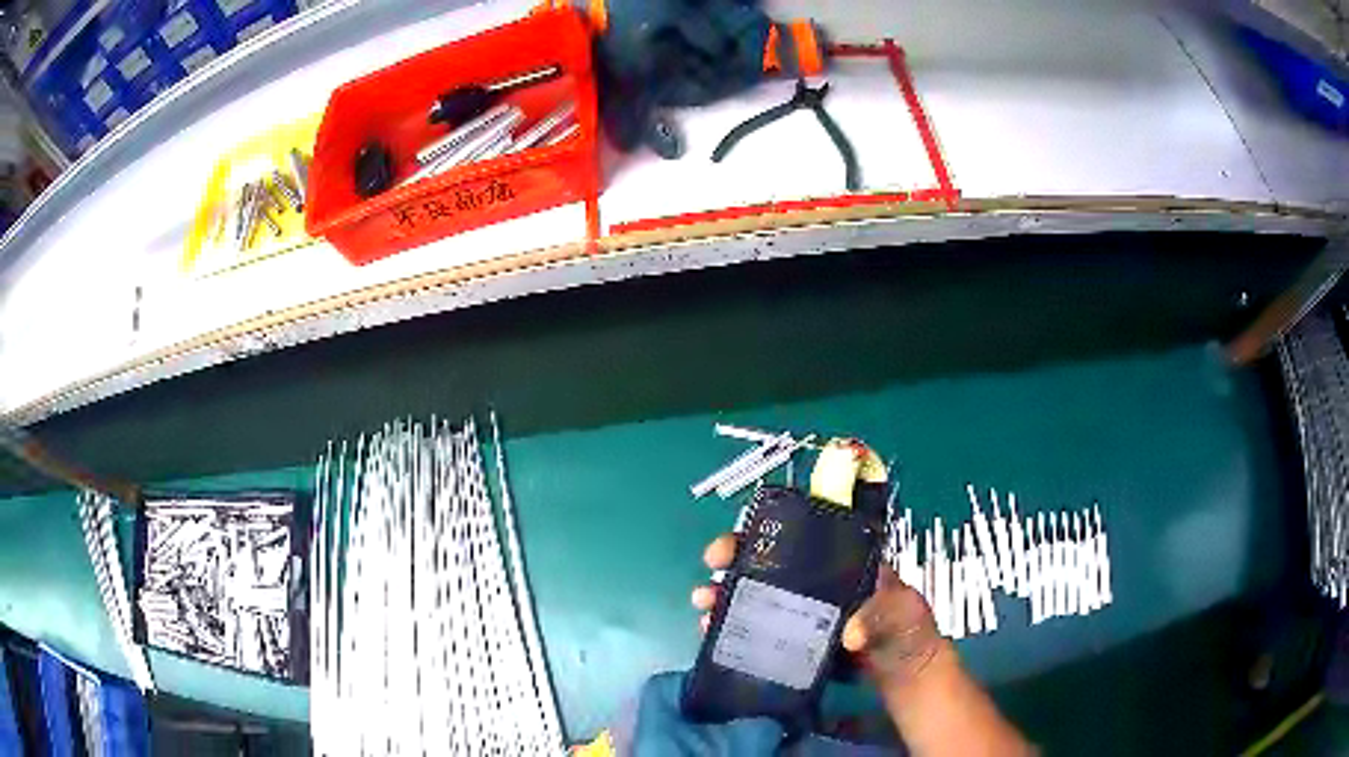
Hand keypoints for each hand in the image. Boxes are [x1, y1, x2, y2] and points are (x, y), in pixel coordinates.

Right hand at [691, 533, 945, 689]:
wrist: (904, 671)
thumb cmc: (907, 628)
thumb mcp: (901, 611)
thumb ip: (879, 616)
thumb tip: (849, 635)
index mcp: (838, 560)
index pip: (795, 535)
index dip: (760, 532)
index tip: (731, 544)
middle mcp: (813, 580)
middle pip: (765, 563)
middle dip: (731, 563)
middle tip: (710, 575)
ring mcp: (800, 611)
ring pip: (754, 597)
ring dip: (725, 598)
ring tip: (705, 608)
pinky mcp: (792, 641)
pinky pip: (757, 631)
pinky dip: (733, 629)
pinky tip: (713, 634)